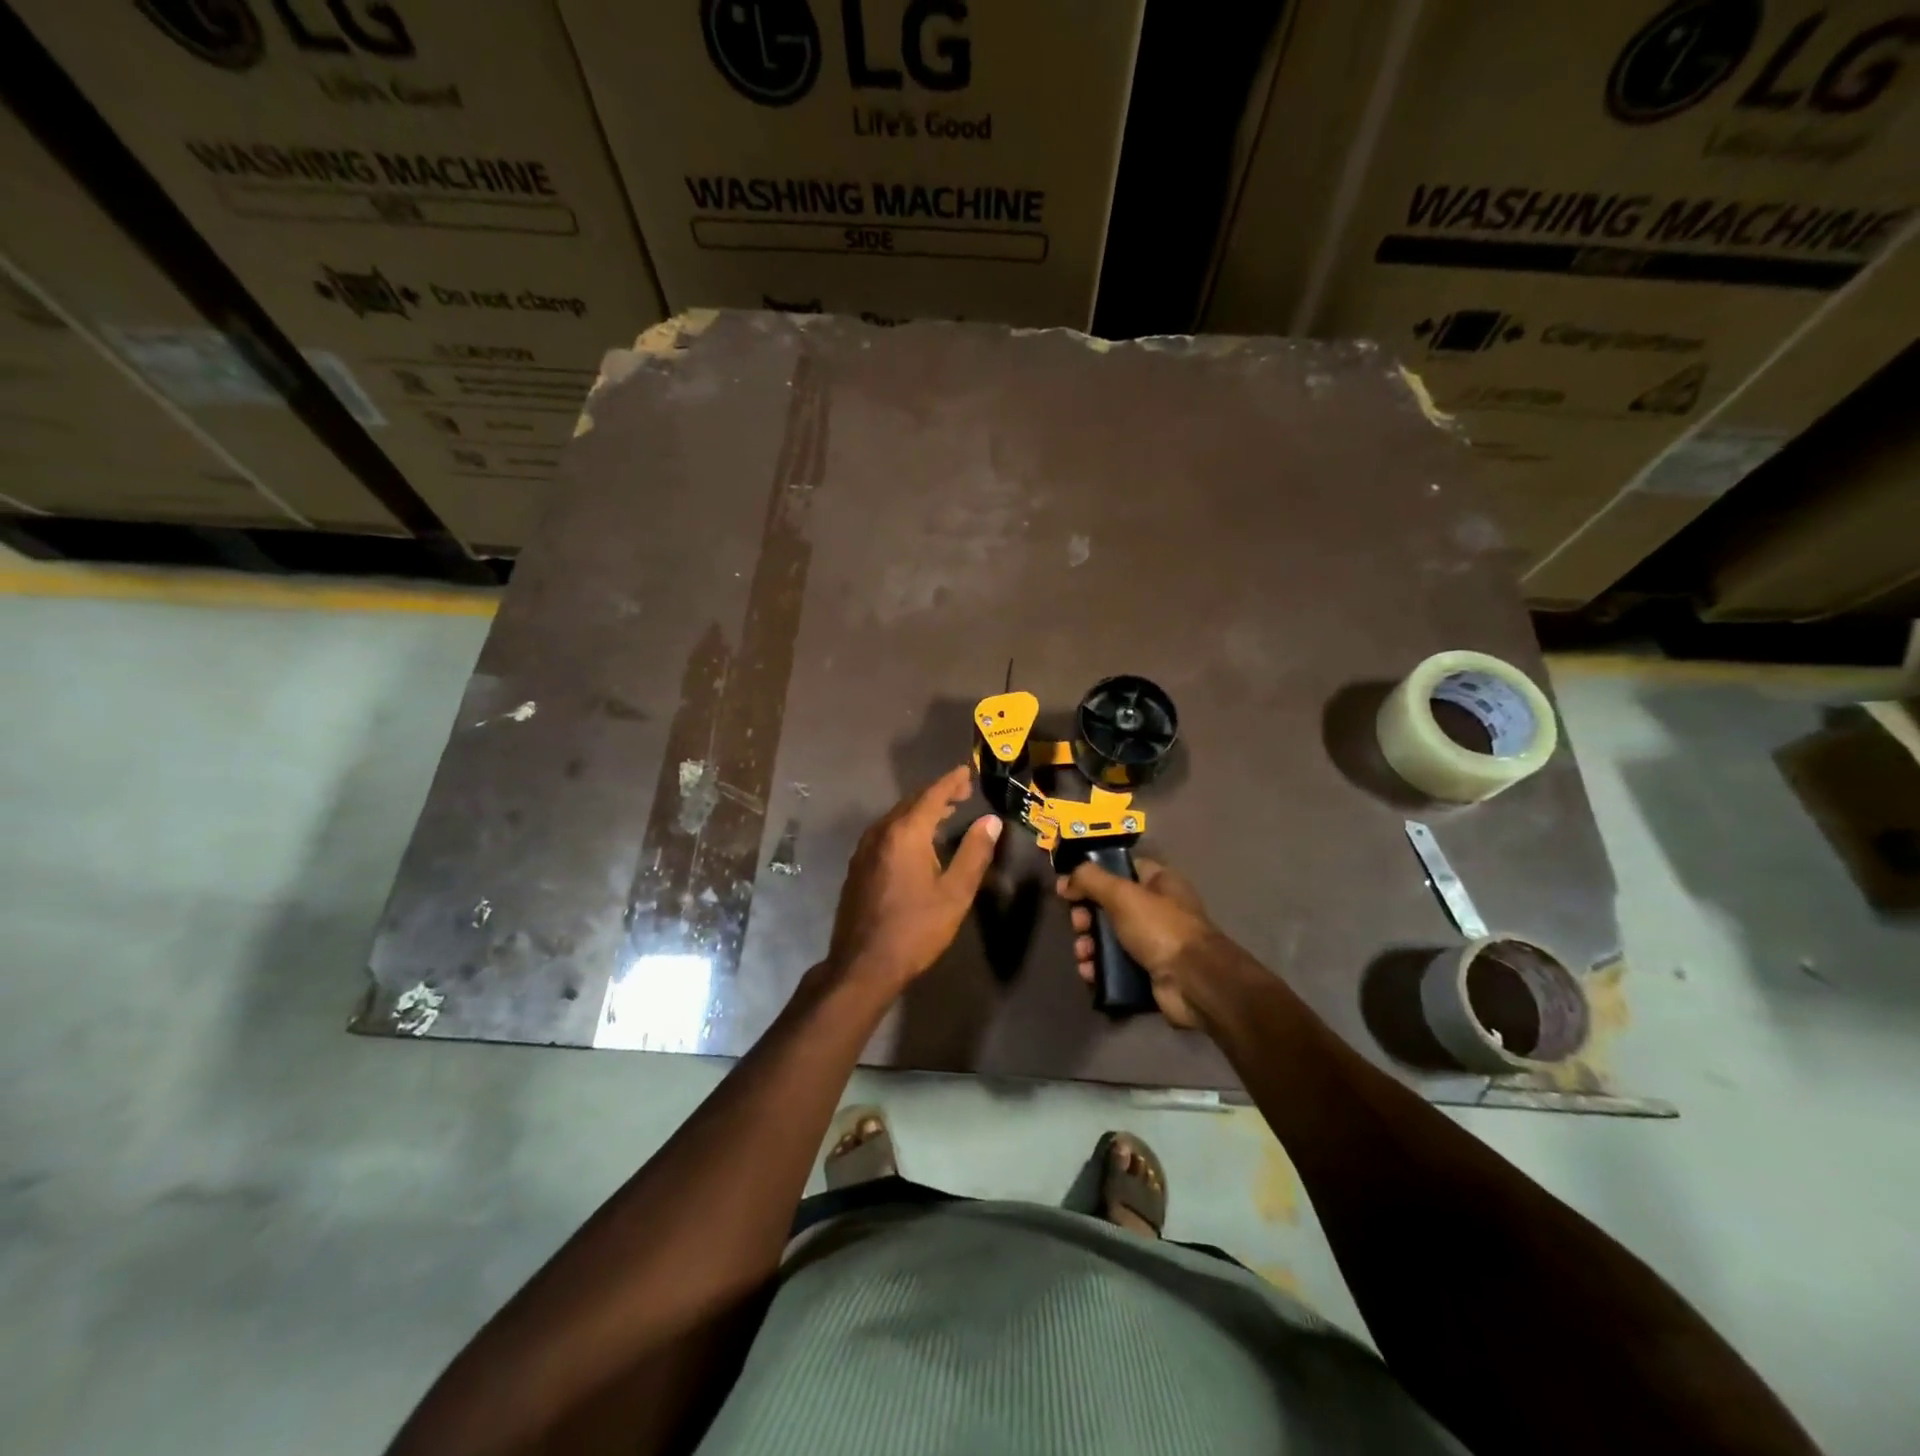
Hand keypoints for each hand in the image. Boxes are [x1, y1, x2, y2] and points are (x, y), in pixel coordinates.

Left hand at [827, 765, 1001, 995]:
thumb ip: (974, 853)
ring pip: (896, 817)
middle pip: (912, 803)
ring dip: (921, 811)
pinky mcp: (858, 866)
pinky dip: (906, 826)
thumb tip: (991, 821)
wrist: (863, 964)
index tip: (966, 772)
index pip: (932, 795)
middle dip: (937, 794)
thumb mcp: (955, 893)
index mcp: (906, 833)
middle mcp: (881, 832)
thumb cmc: (915, 929)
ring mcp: (865, 849)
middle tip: (962, 792)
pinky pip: (886, 833)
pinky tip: (917, 841)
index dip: (951, 782)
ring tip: (945, 812)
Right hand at [1057, 857, 1215, 1027]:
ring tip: (1083, 954)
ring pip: (1109, 937)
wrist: (1193, 982)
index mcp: (1159, 882)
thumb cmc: (1160, 928)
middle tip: (1078, 925)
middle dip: (1086, 916)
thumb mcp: (1122, 894)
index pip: (1121, 868)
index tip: (1069, 886)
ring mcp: (1154, 942)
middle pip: (1110, 905)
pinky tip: (1089, 973)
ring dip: (1089, 945)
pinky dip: (1099, 968)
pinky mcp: (1149, 971)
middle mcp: (1158, 909)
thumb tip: (1066, 880)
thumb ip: (1090, 879)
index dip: (1094, 874)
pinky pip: (1115, 965)